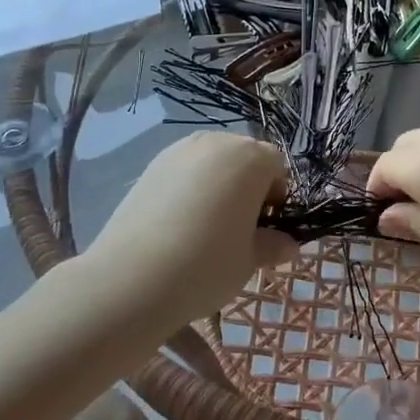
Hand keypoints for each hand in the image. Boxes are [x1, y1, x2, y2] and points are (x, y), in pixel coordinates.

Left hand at [85, 132, 299, 326]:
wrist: (132, 277)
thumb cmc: (207, 264)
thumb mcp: (250, 260)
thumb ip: (273, 245)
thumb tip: (286, 244)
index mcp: (250, 158)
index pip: (277, 166)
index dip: (277, 196)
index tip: (265, 228)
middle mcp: (217, 142)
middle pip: (244, 157)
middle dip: (248, 186)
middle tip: (238, 228)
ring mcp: (180, 149)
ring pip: (212, 162)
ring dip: (218, 185)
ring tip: (206, 226)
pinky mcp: (152, 164)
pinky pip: (184, 170)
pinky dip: (189, 188)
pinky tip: (178, 223)